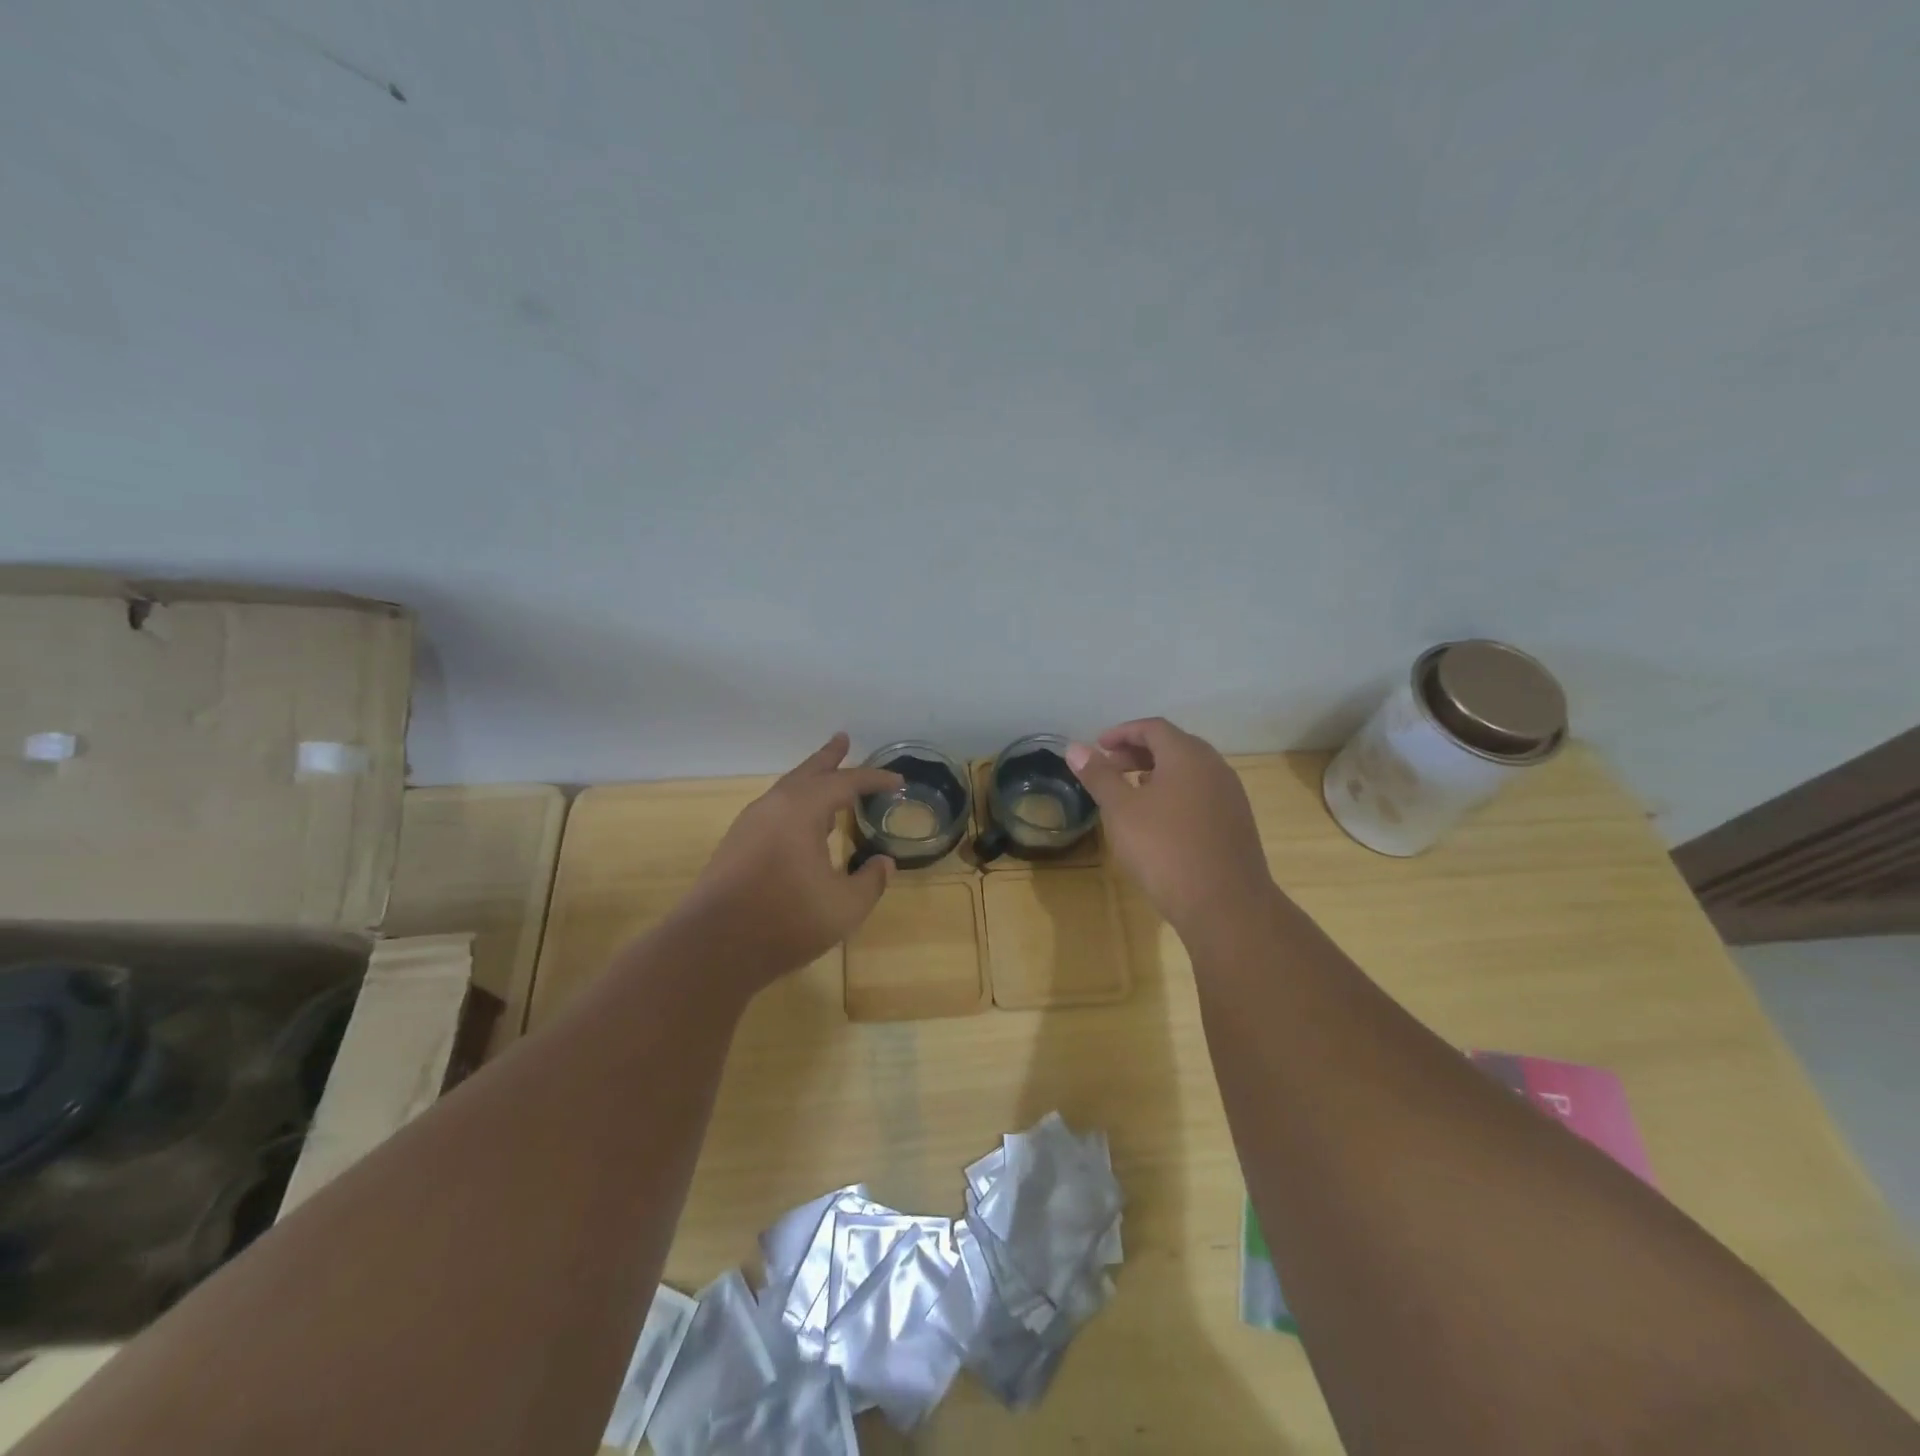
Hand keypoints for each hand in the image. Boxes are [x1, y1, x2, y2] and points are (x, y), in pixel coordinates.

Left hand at [672, 734, 900, 989]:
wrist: (711, 948)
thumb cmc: (785, 921)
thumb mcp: (844, 907)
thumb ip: (870, 881)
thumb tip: (884, 863)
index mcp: (801, 810)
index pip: (845, 783)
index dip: (874, 780)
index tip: (897, 781)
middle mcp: (773, 807)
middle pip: (806, 773)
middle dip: (829, 758)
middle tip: (843, 739)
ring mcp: (749, 825)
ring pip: (786, 791)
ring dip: (810, 782)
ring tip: (828, 783)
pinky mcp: (735, 846)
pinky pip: (774, 812)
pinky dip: (796, 807)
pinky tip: (803, 827)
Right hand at [1067, 718, 1272, 934]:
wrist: (1225, 905)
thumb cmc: (1165, 850)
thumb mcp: (1121, 811)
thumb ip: (1099, 776)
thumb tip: (1075, 748)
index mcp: (1188, 755)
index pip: (1153, 728)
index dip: (1122, 732)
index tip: (1098, 746)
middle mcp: (1214, 767)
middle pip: (1173, 745)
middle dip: (1138, 752)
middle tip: (1109, 767)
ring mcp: (1230, 795)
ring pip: (1188, 770)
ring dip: (1157, 772)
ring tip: (1130, 791)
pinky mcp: (1236, 822)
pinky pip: (1200, 793)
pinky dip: (1175, 792)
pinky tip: (1159, 819)